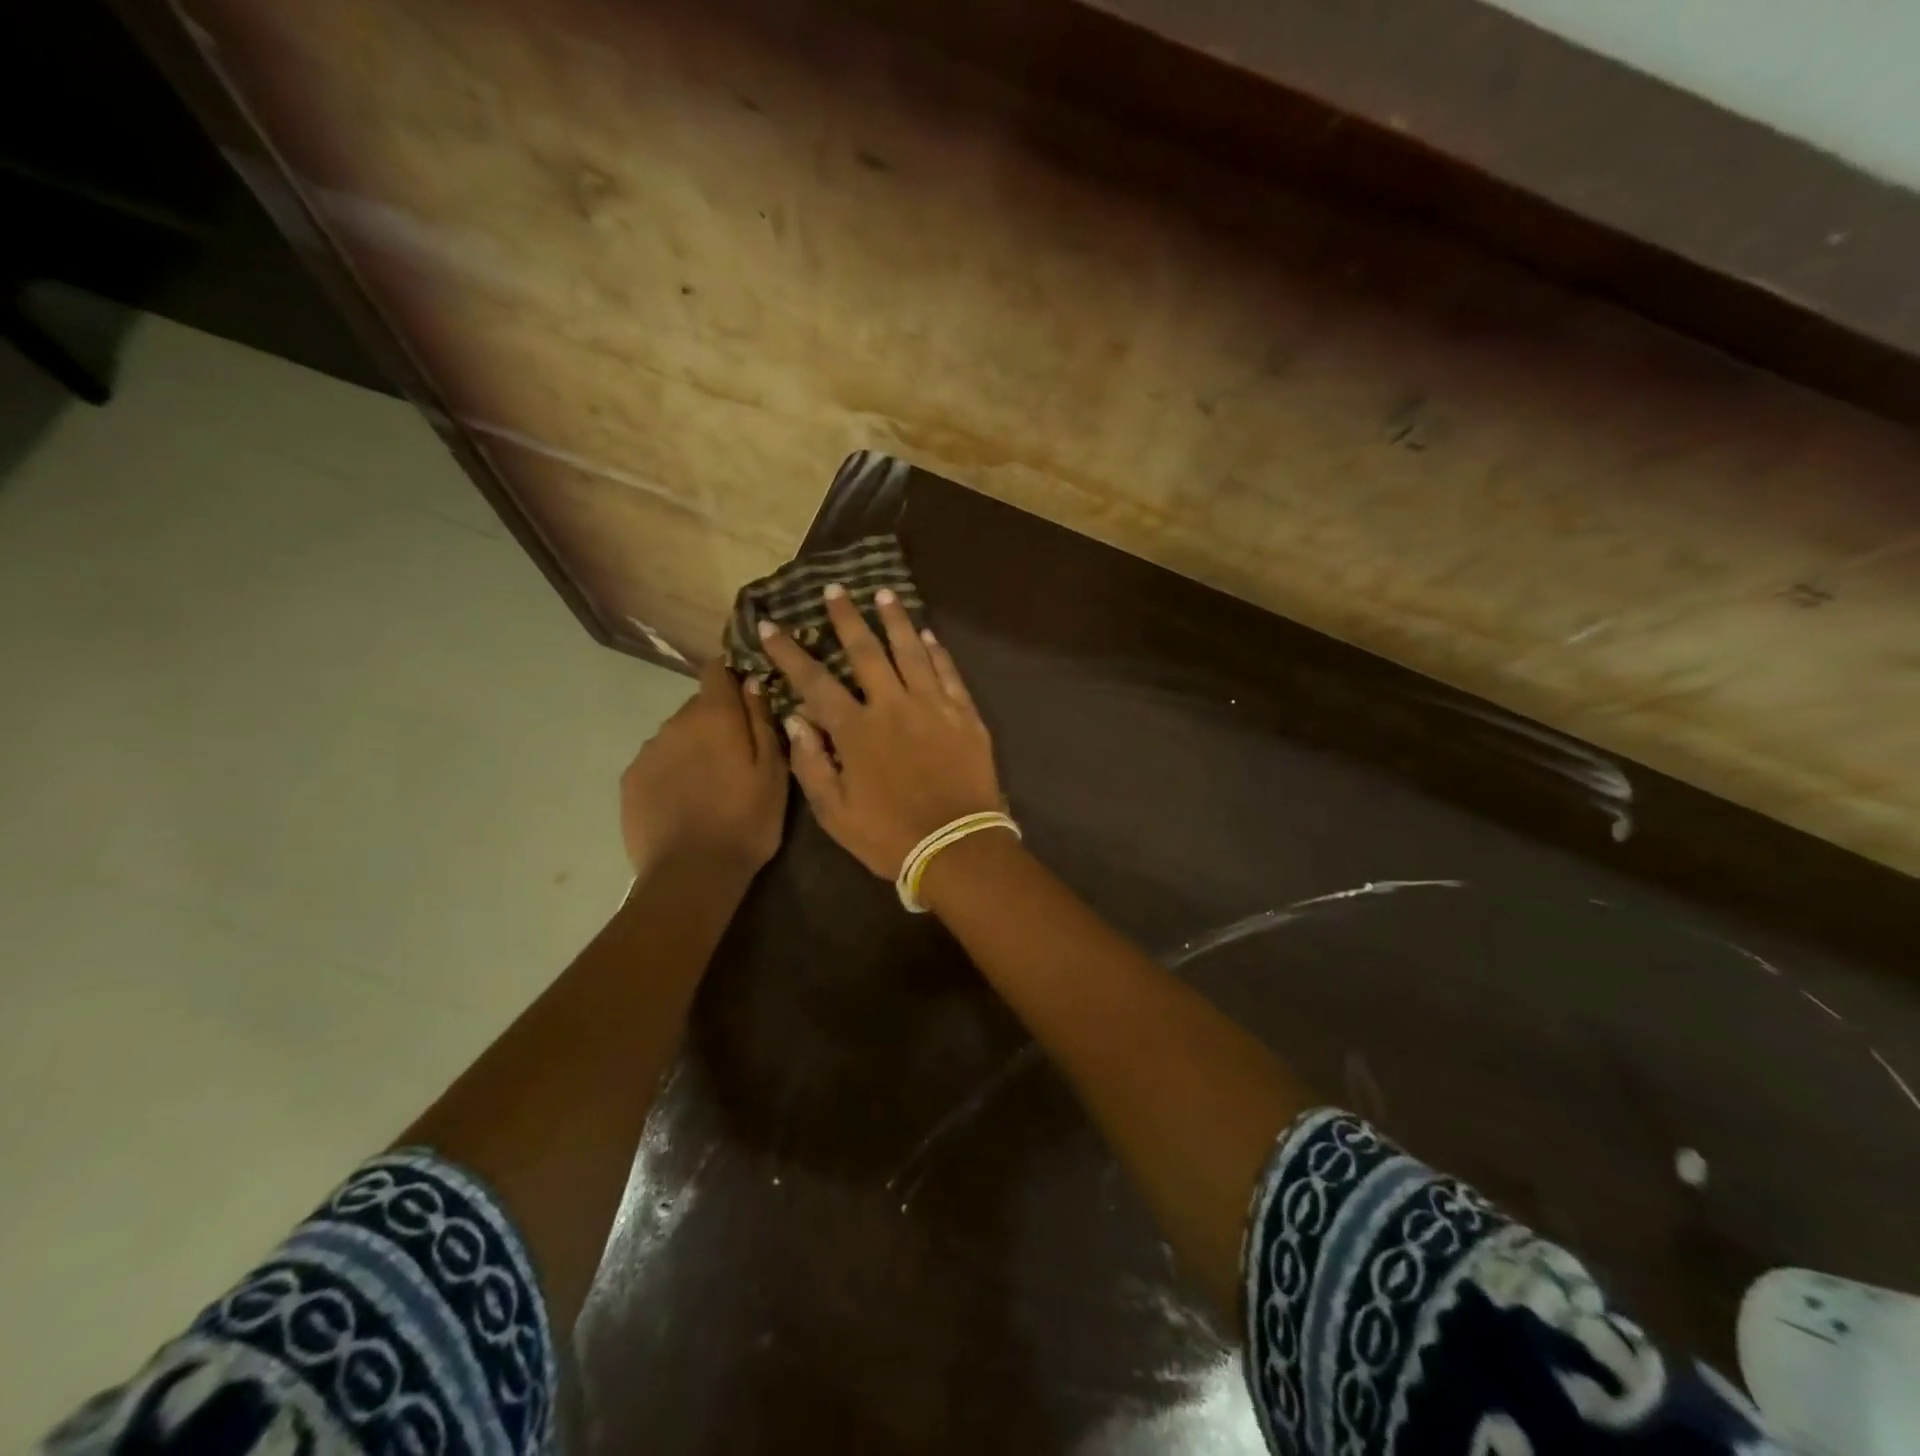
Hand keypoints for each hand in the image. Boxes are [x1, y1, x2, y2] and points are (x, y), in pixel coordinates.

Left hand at [620, 660, 787, 879]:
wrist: (692, 875)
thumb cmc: (747, 821)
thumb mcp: (774, 772)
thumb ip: (762, 722)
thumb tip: (752, 683)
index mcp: (715, 716)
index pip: (716, 670)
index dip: (732, 677)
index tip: (748, 697)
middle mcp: (675, 723)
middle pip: (698, 706)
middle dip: (718, 721)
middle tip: (738, 755)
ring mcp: (648, 751)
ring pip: (677, 735)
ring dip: (694, 747)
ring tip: (711, 785)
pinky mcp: (630, 780)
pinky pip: (658, 762)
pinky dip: (673, 771)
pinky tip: (686, 802)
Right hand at [758, 584, 1003, 878]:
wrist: (957, 848)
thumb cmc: (890, 836)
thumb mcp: (835, 813)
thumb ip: (811, 764)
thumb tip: (795, 720)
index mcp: (857, 730)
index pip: (814, 681)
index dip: (789, 652)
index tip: (769, 625)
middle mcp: (893, 706)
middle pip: (866, 652)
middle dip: (847, 618)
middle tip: (835, 589)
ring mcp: (933, 707)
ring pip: (911, 651)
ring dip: (895, 620)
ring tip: (884, 593)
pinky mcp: (965, 715)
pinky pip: (949, 673)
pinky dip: (937, 651)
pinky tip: (927, 634)